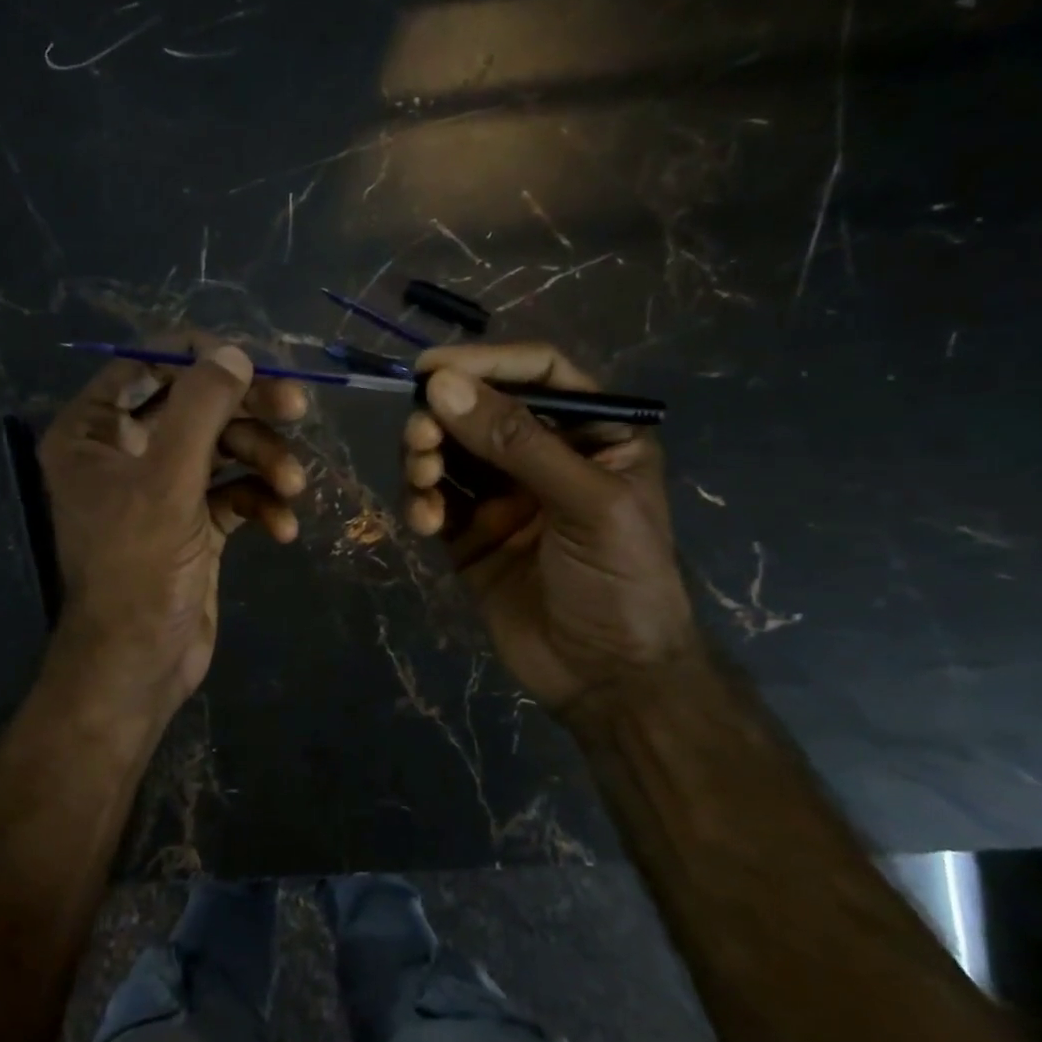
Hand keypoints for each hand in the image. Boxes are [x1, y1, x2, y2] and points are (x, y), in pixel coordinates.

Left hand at [39, 337, 308, 734]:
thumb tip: (235, 352)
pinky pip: (233, 492)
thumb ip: (200, 408)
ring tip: (294, 486)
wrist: (141, 664)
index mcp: (93, 432)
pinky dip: (260, 502)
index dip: (200, 356)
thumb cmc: (139, 567)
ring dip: (264, 461)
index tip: (254, 360)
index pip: (146, 365)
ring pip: (222, 448)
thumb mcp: (167, 479)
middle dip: (247, 409)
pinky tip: (283, 528)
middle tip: (298, 407)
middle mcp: (124, 452)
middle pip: (194, 404)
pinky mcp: (194, 523)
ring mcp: (161, 488)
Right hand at [400, 343, 696, 717]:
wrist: (608, 679)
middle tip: (420, 439)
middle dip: (443, 418)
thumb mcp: (585, 503)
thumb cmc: (622, 581)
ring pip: (448, 452)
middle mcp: (543, 456)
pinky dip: (420, 502)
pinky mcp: (469, 535)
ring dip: (425, 457)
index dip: (485, 363)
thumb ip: (515, 442)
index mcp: (592, 434)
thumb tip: (442, 386)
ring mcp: (502, 496)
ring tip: (423, 480)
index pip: (537, 374)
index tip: (431, 370)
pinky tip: (423, 522)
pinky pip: (434, 501)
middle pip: (479, 411)